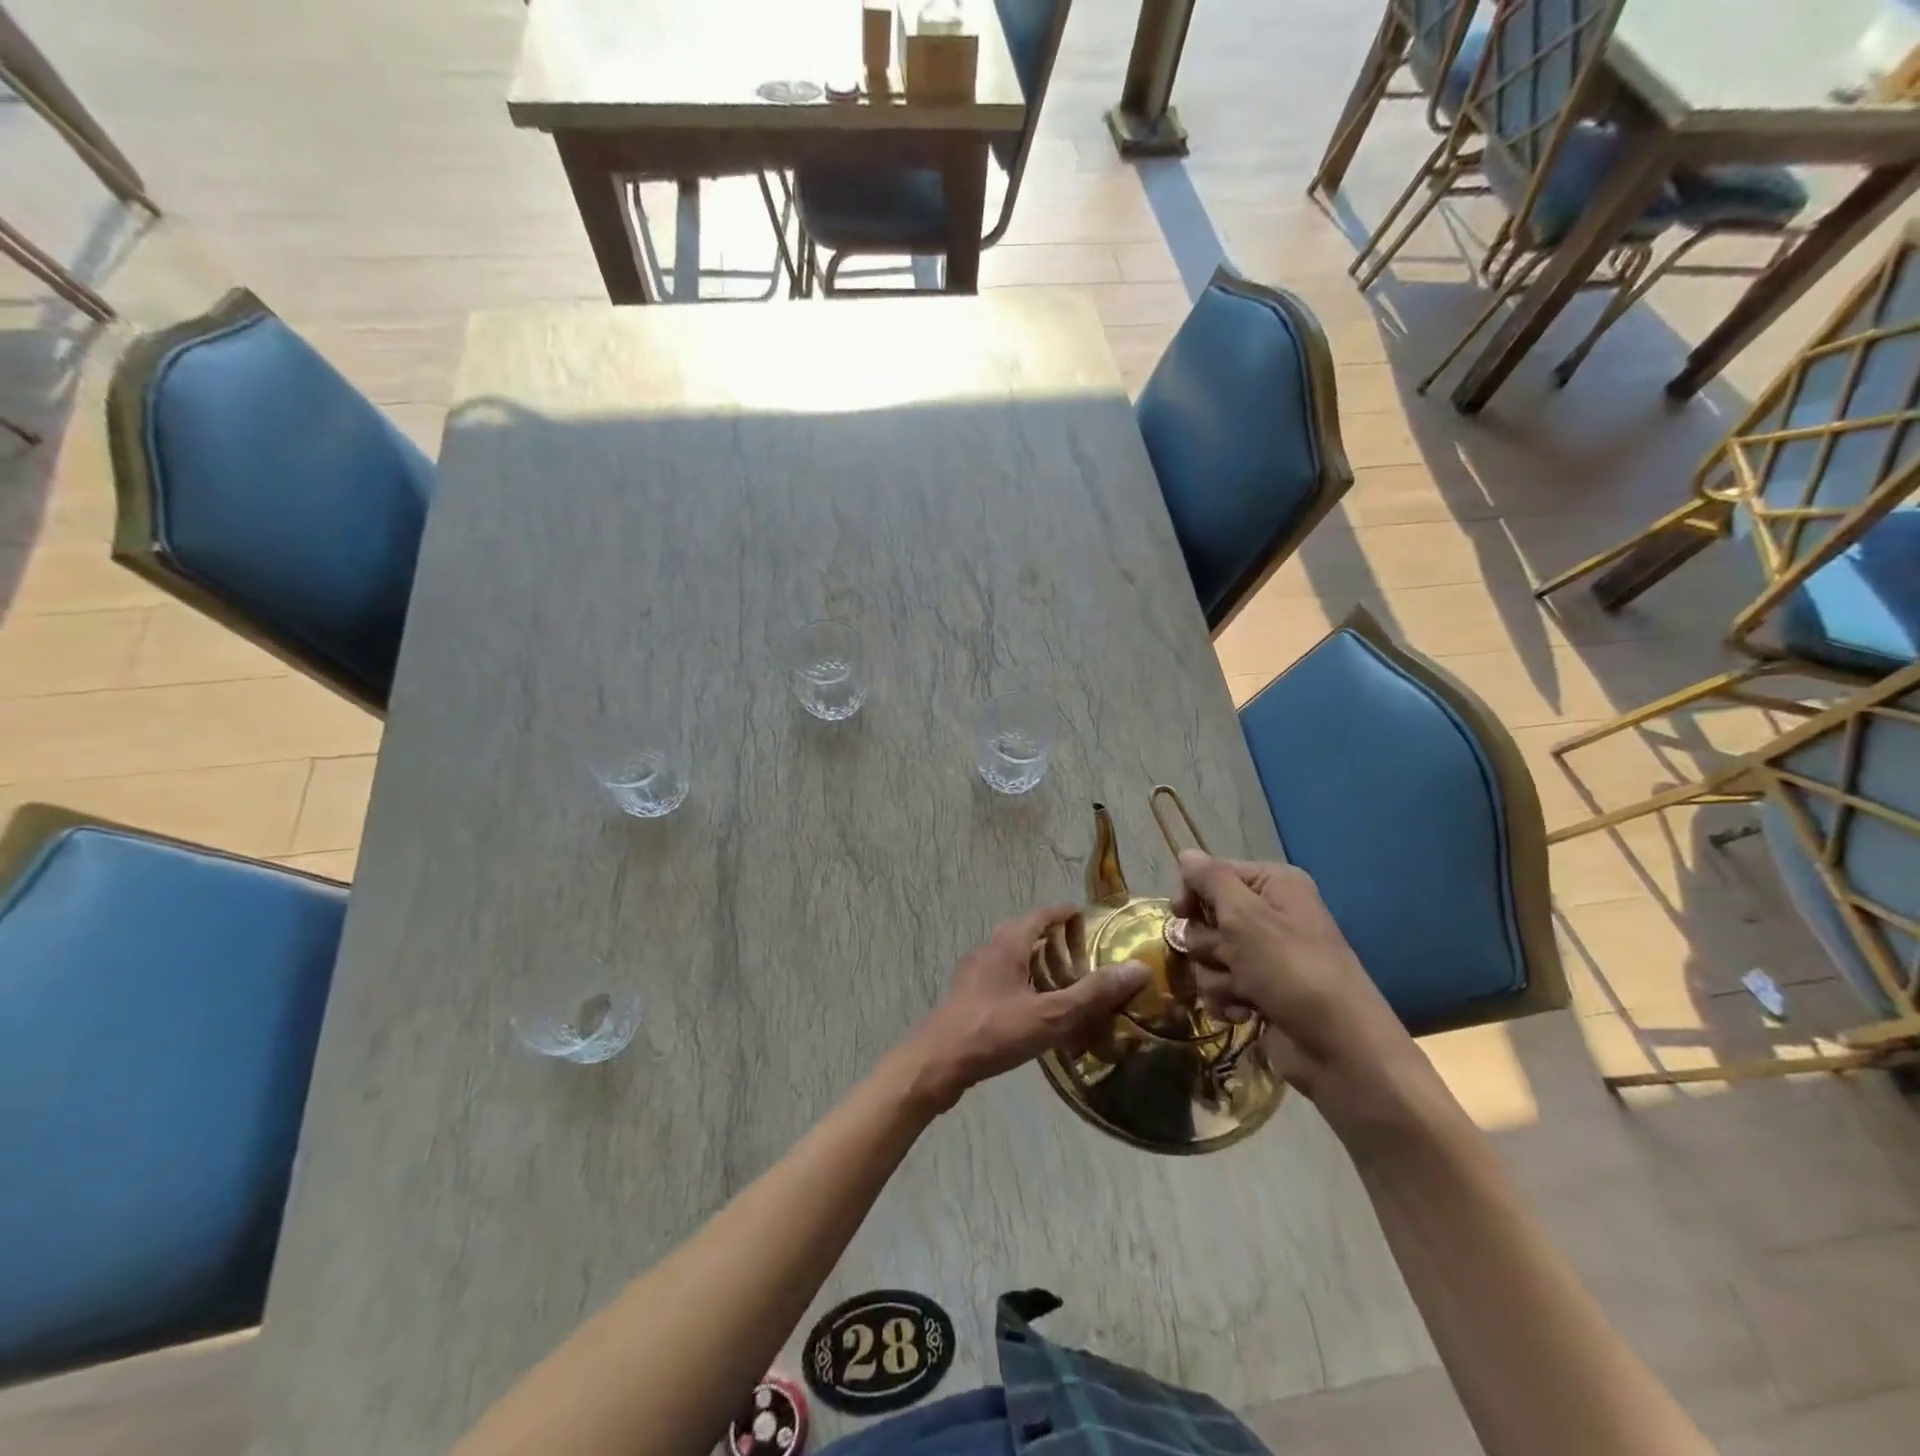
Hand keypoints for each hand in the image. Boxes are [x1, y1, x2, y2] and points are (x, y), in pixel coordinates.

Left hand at [906, 905, 1149, 1110]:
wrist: (936, 1063)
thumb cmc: (994, 1031)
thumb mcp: (1050, 1014)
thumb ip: (1092, 993)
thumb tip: (1138, 969)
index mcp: (1007, 945)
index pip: (1040, 916)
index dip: (1063, 914)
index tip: (1085, 917)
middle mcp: (988, 951)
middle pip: (1023, 934)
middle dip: (1050, 939)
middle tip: (1078, 952)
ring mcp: (973, 975)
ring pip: (1010, 959)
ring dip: (1034, 963)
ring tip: (1061, 982)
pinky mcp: (966, 999)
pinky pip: (1000, 980)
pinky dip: (1021, 984)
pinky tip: (1032, 1011)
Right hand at [1173, 852, 1419, 1111]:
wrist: (1340, 1049)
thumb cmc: (1292, 970)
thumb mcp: (1246, 916)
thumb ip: (1210, 880)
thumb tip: (1185, 853)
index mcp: (1273, 885)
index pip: (1211, 873)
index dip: (1192, 894)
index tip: (1181, 912)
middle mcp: (1269, 914)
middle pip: (1205, 917)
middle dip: (1208, 943)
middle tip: (1229, 957)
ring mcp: (1264, 956)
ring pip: (1207, 955)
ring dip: (1216, 976)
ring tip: (1243, 992)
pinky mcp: (1258, 991)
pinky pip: (1219, 985)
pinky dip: (1225, 999)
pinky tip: (1243, 1013)